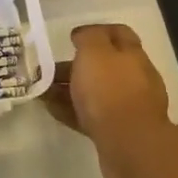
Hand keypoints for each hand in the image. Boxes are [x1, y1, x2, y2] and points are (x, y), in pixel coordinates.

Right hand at [44, 23, 171, 177]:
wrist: (130, 145)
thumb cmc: (110, 90)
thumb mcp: (94, 51)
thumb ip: (88, 38)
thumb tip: (83, 35)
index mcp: (132, 55)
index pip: (118, 34)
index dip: (95, 31)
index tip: (71, 38)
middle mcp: (134, 79)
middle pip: (103, 65)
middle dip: (75, 65)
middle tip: (48, 69)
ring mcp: (128, 107)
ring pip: (95, 92)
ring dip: (69, 89)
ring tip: (43, 91)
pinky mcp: (118, 132)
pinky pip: (91, 115)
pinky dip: (71, 110)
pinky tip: (51, 109)